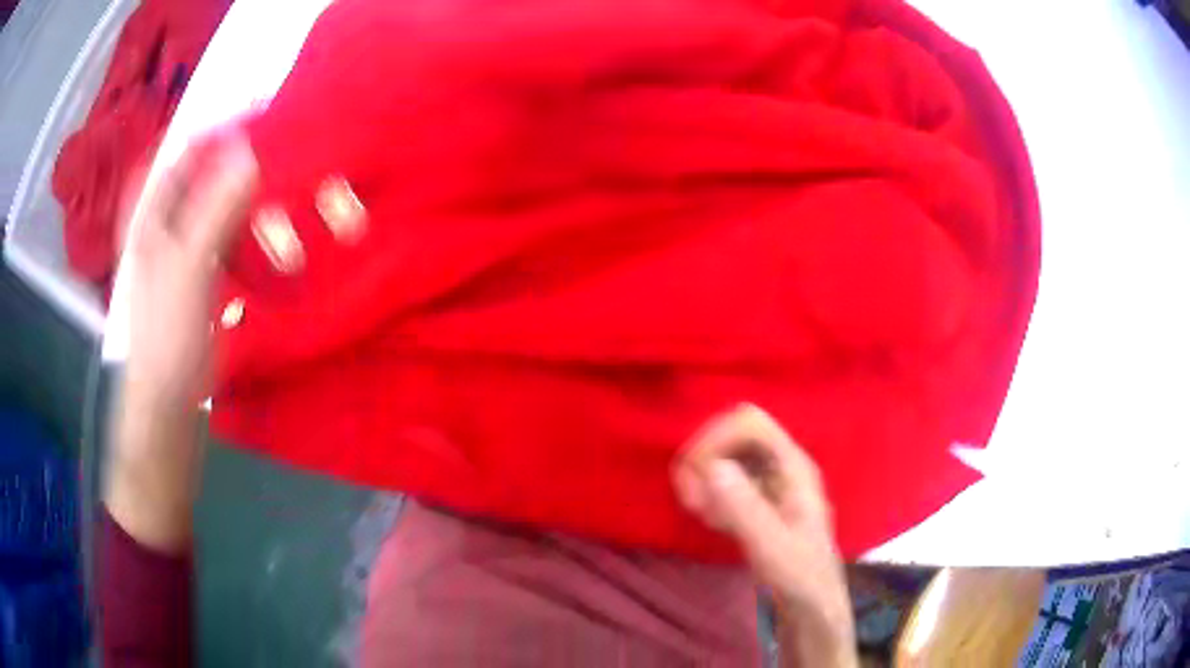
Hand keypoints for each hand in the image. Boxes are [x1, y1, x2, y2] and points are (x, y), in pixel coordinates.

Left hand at [106, 134, 257, 552]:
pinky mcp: (202, 269)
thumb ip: (216, 206)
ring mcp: (184, 244)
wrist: (169, 401)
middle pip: (204, 170)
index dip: (220, 127)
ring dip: (249, 193)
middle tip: (281, 151)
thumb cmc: (167, 335)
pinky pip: (228, 231)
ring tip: (283, 189)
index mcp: (150, 210)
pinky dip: (250, 224)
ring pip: (218, 200)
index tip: (264, 117)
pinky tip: (272, 228)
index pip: (184, 147)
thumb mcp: (189, 267)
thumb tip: (251, 149)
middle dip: (241, 159)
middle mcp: (165, 218)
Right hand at [673, 404, 856, 667]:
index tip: (695, 478)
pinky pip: (727, 478)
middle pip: (735, 432)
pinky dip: (711, 491)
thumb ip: (745, 509)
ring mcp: (771, 480)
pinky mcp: (760, 498)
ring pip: (728, 453)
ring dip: (704, 475)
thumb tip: (711, 467)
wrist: (811, 603)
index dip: (716, 439)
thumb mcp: (772, 548)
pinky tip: (713, 521)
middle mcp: (783, 465)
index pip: (750, 423)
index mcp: (794, 467)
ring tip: (700, 512)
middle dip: (705, 457)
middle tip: (691, 498)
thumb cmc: (799, 576)